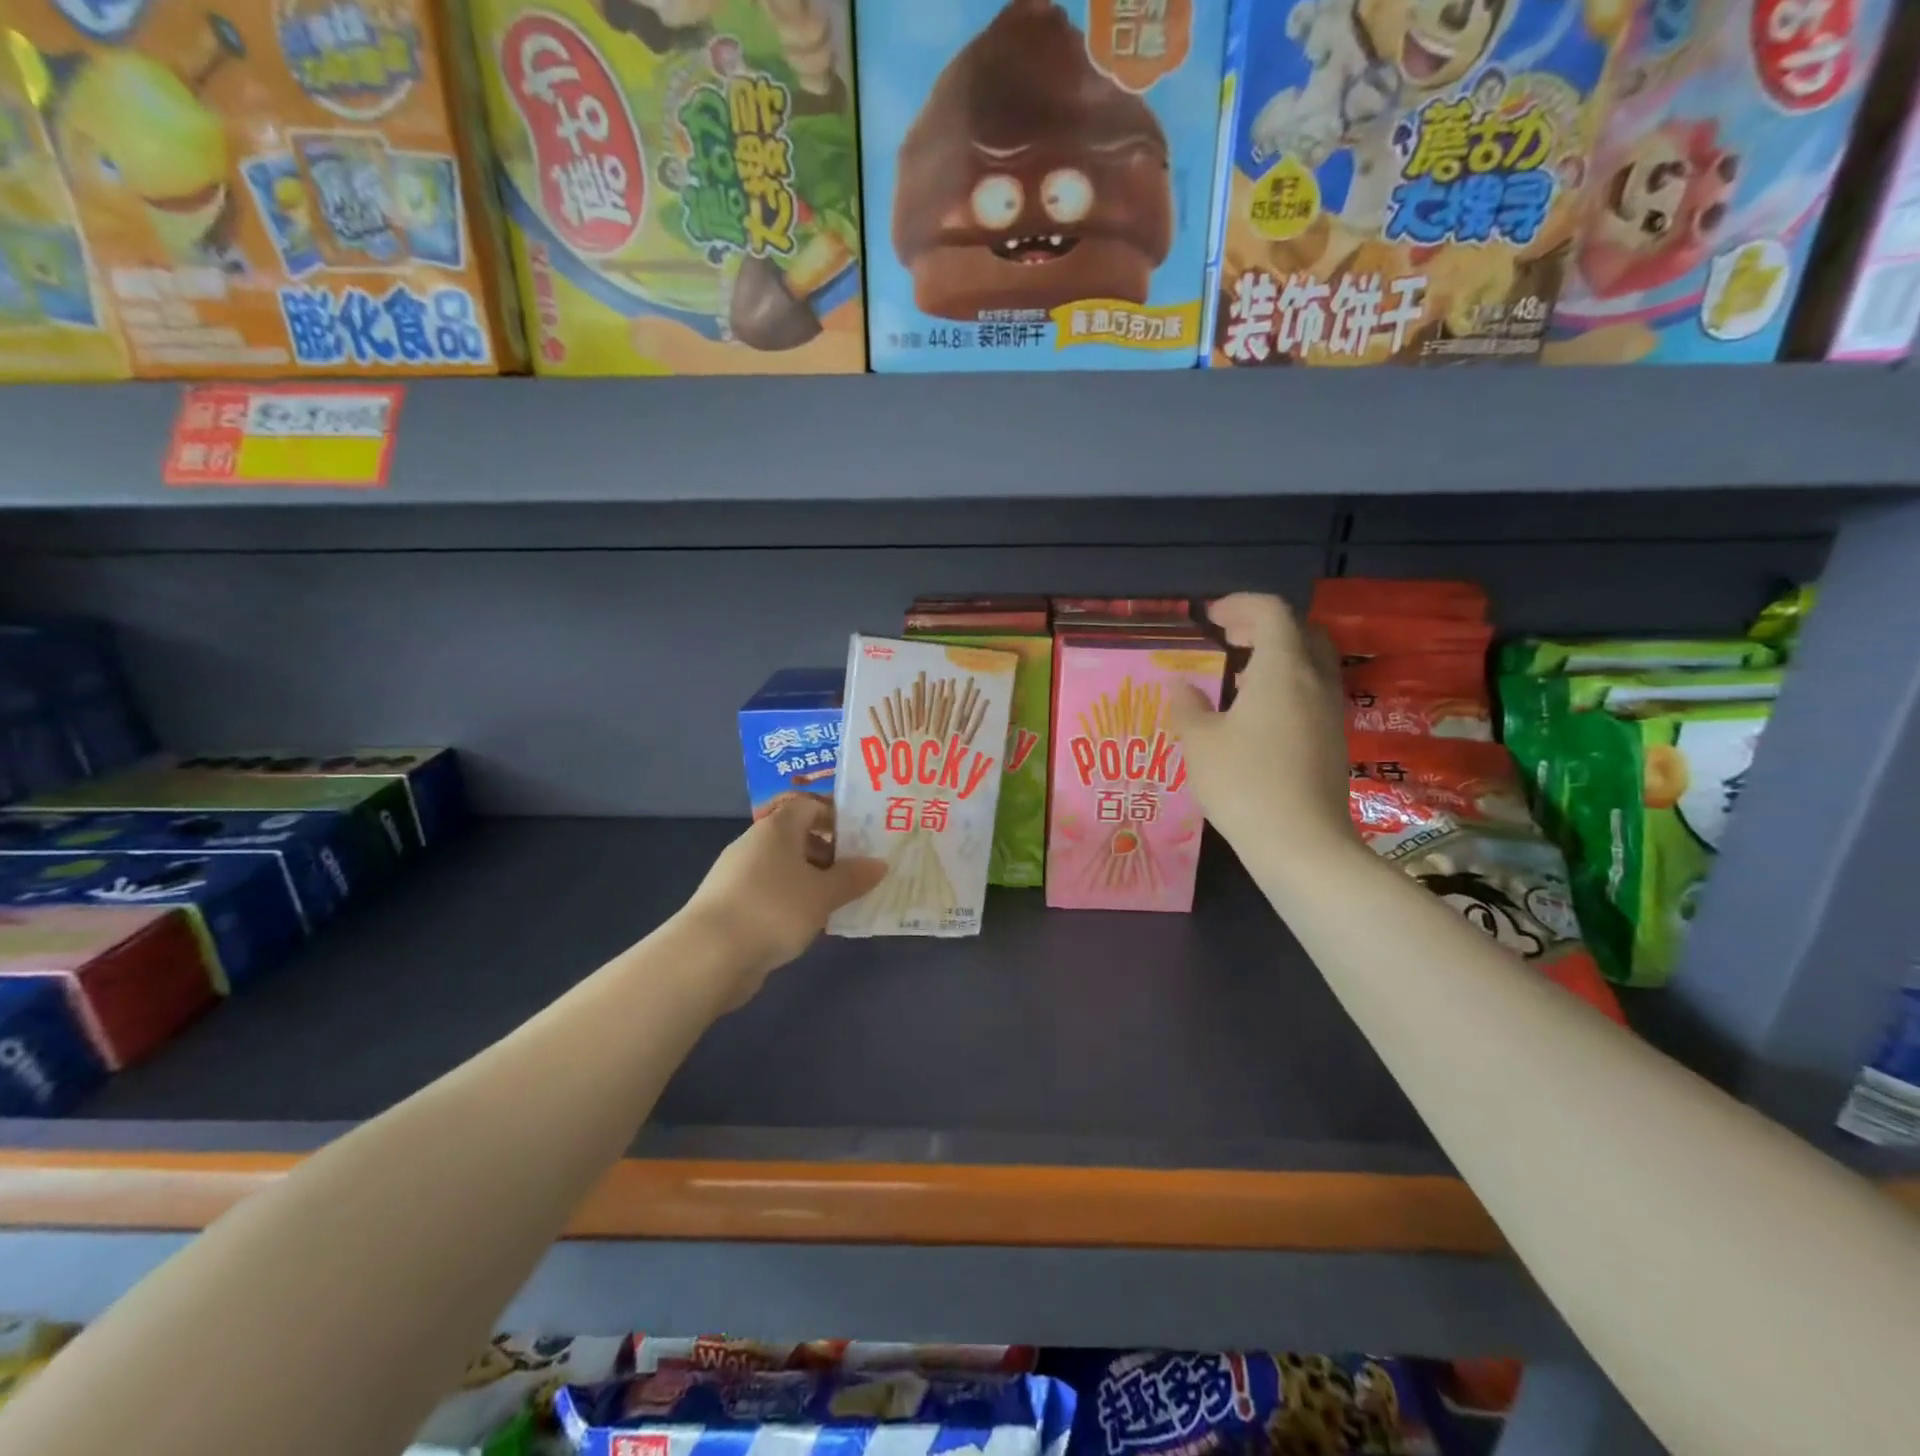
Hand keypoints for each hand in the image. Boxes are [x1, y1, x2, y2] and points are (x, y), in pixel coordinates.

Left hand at [678, 796, 886, 1006]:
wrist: (709, 955)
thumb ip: (853, 877)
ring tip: (840, 901)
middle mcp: (755, 844)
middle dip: (829, 853)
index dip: (836, 816)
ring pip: (785, 867)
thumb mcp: (823, 893)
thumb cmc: (774, 909)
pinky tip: (809, 923)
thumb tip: (879, 864)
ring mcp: (739, 874)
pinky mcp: (731, 904)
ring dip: (812, 880)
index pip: (809, 805)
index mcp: (777, 828)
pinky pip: (771, 892)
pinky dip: (792, 901)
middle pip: (798, 837)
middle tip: (858, 872)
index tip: (862, 837)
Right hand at [1170, 593, 1355, 857]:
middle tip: (1229, 636)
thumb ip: (1188, 706)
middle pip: (1300, 631)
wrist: (1301, 843)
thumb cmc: (1244, 783)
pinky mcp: (1333, 739)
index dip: (1240, 604)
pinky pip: (1312, 691)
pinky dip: (1286, 683)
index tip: (1211, 617)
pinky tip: (1256, 713)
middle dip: (1263, 625)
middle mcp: (1314, 681)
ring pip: (1310, 662)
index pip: (1271, 612)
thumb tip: (1182, 685)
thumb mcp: (1200, 742)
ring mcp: (1330, 711)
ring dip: (1277, 655)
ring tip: (1237, 673)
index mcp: (1282, 669)